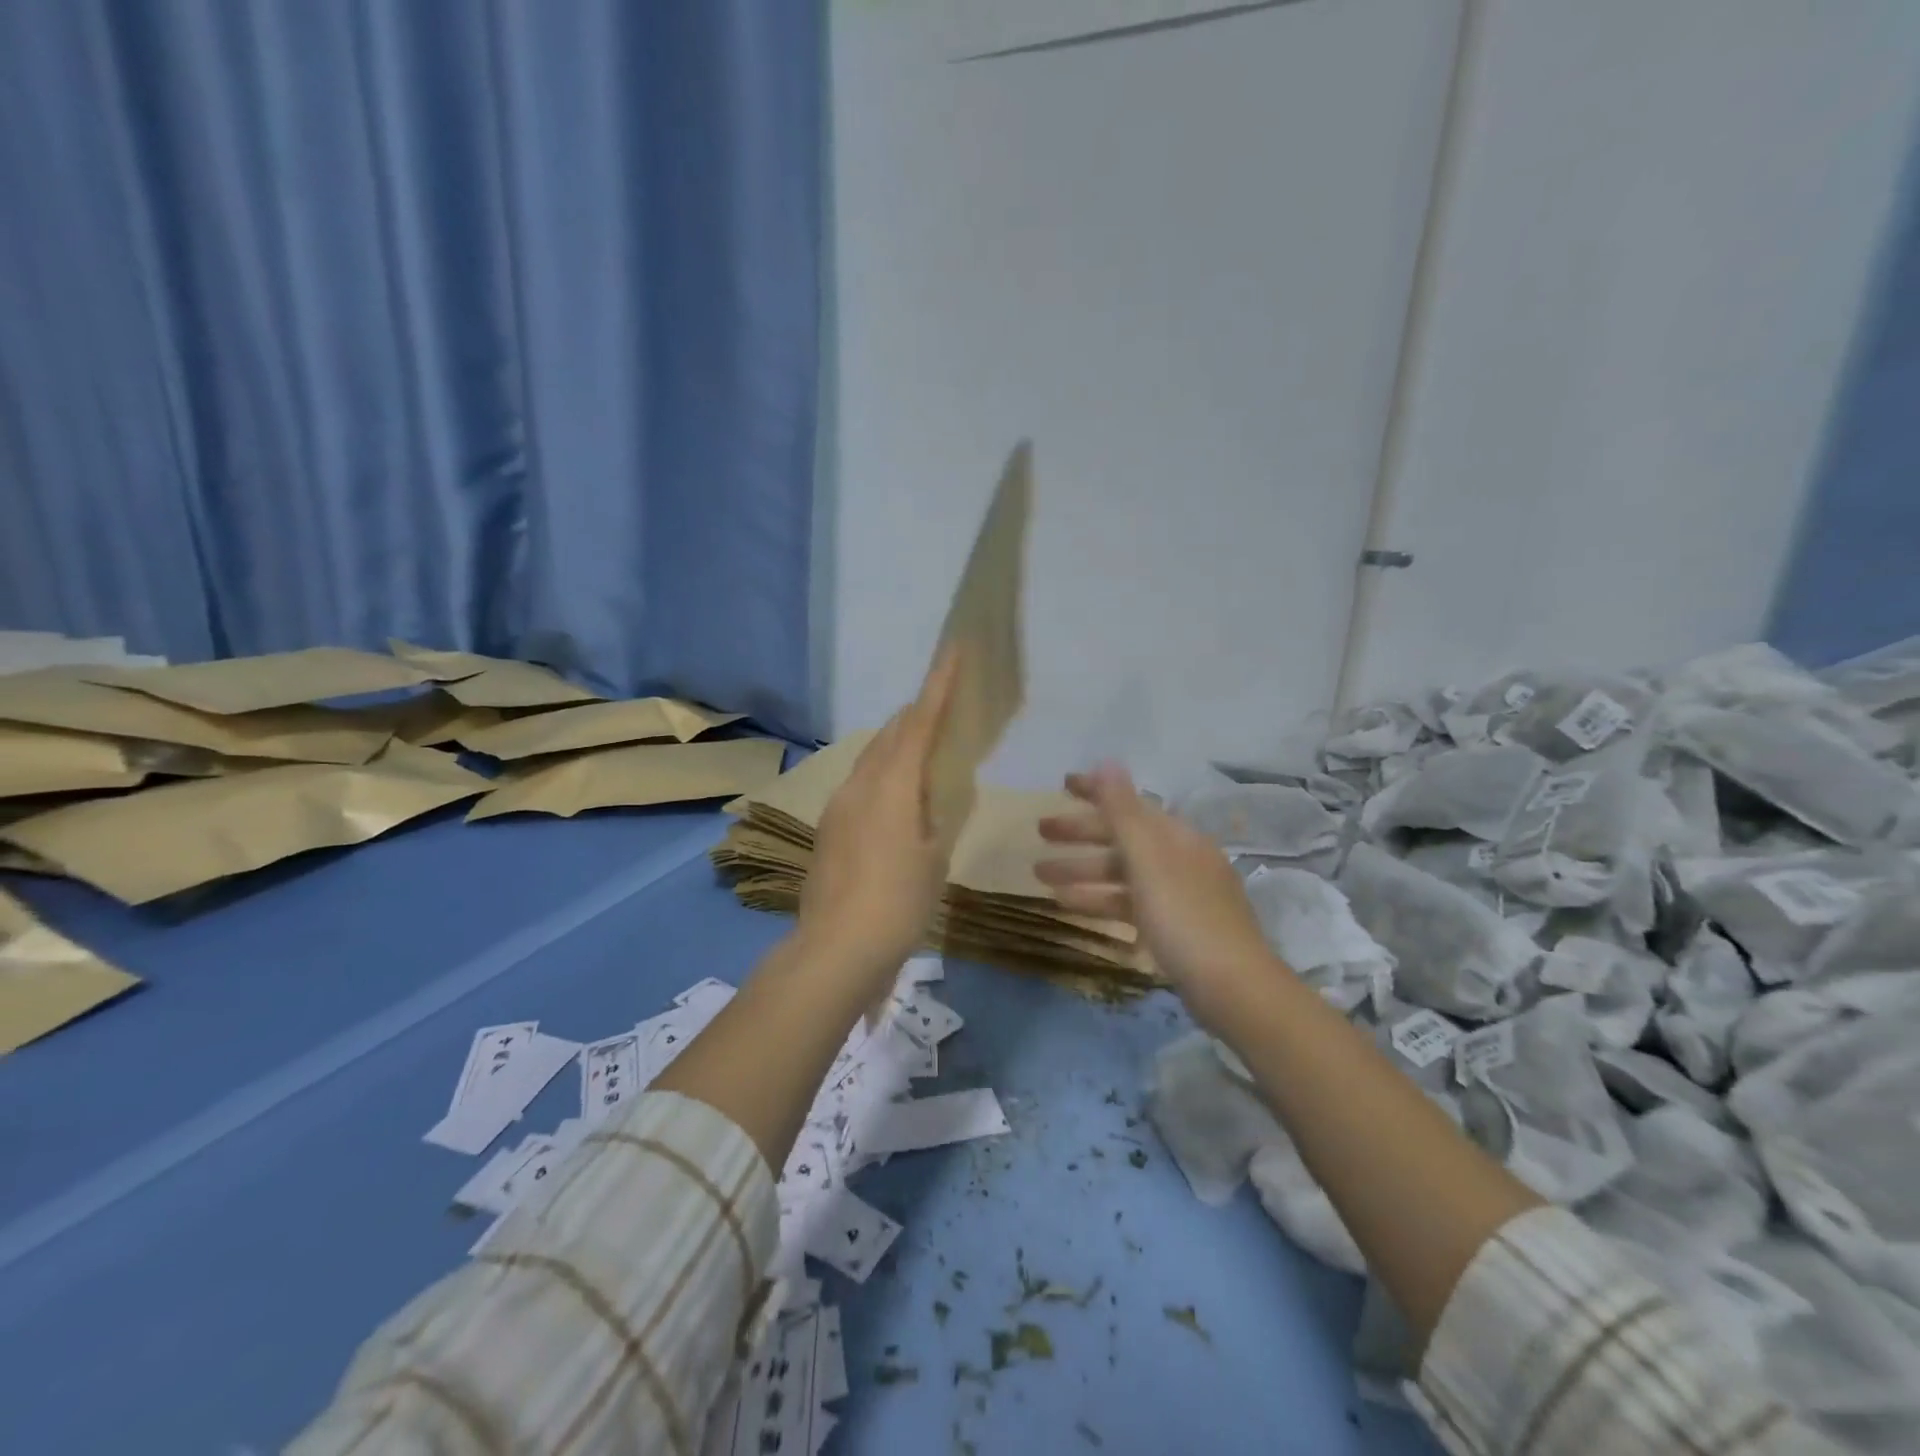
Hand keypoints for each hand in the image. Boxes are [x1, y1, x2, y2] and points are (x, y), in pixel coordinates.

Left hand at [798, 651, 964, 983]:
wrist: (837, 948)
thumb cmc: (899, 903)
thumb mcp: (935, 857)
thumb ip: (940, 814)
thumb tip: (940, 791)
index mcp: (892, 786)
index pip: (919, 722)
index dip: (939, 685)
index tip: (953, 650)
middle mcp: (860, 784)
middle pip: (890, 733)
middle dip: (917, 714)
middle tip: (944, 708)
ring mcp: (838, 805)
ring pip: (871, 757)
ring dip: (897, 743)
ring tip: (924, 750)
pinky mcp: (828, 827)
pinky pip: (861, 782)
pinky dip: (883, 773)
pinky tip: (897, 796)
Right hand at [1036, 762, 1281, 1028]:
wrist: (1234, 989)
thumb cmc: (1185, 918)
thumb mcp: (1148, 861)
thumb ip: (1124, 812)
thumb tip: (1107, 761)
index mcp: (1176, 836)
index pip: (1130, 803)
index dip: (1095, 792)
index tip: (1060, 785)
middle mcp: (1179, 858)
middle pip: (1123, 837)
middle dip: (1080, 833)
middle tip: (1040, 832)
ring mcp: (1178, 894)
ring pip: (1122, 873)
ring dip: (1081, 870)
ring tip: (1039, 876)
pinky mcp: (1174, 927)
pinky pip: (1128, 902)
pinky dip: (1099, 900)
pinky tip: (1069, 907)